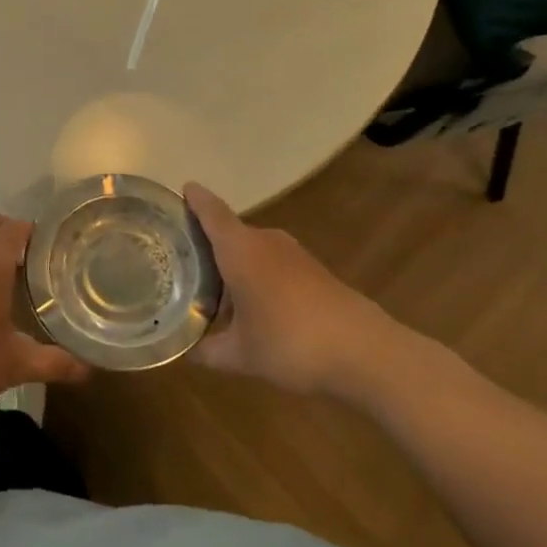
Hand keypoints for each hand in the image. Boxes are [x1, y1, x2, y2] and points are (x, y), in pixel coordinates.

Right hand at [186, 183, 411, 396]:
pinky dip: (257, 275)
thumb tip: (186, 351)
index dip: (193, 199)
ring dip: (233, 263)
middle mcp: (264, 241)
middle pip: (229, 230)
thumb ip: (208, 350)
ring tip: (212, 287)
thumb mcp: (241, 355)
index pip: (210, 210)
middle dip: (207, 242)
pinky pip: (272, 263)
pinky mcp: (314, 271)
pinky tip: (252, 305)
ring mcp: (293, 254)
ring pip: (251, 249)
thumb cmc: (291, 342)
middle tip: (181, 258)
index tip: (179, 191)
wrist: (366, 352)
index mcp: (239, 248)